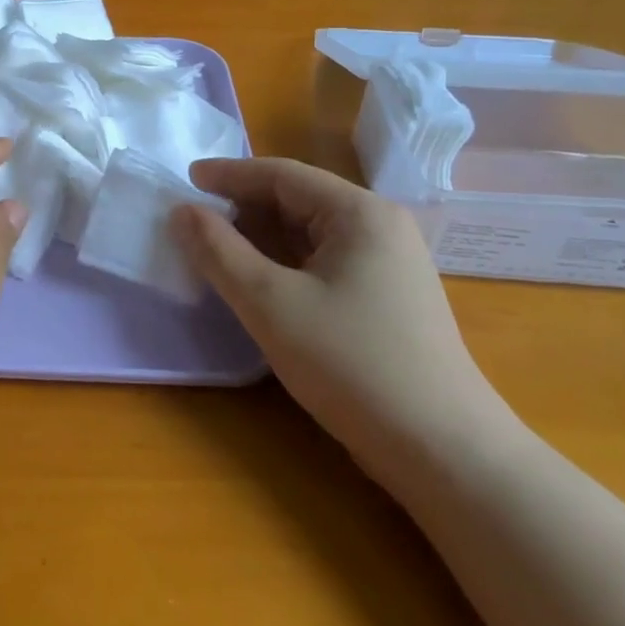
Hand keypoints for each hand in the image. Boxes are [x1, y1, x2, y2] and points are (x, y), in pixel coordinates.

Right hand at [173, 158, 504, 483]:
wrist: (442, 451)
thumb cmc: (351, 364)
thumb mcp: (270, 303)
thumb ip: (219, 252)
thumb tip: (182, 212)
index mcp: (360, 213)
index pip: (282, 175)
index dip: (229, 174)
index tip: (186, 179)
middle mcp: (380, 227)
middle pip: (299, 200)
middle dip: (244, 207)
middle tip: (195, 221)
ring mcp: (389, 263)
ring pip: (311, 234)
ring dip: (262, 237)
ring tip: (217, 250)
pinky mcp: (387, 297)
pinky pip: (325, 262)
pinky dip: (285, 263)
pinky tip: (259, 283)